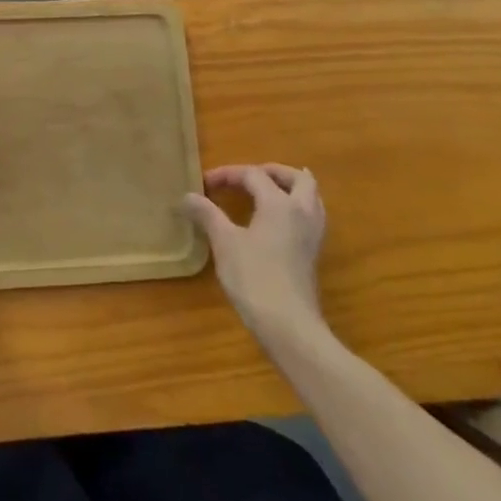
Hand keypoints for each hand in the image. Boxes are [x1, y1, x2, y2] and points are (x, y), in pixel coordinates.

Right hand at [184, 164, 327, 353]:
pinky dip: (296, 209)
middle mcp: (302, 213)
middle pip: (298, 178)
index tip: (205, 184)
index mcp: (279, 203)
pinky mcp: (313, 256)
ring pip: (311, 198)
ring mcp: (312, 236)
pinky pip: (311, 218)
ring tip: (267, 193)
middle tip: (250, 177)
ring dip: (290, 189)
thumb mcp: (225, 243)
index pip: (253, 175)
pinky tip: (277, 222)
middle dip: (274, 172)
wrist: (290, 328)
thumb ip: (207, 215)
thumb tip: (187, 196)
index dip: (228, 174)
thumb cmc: (255, 279)